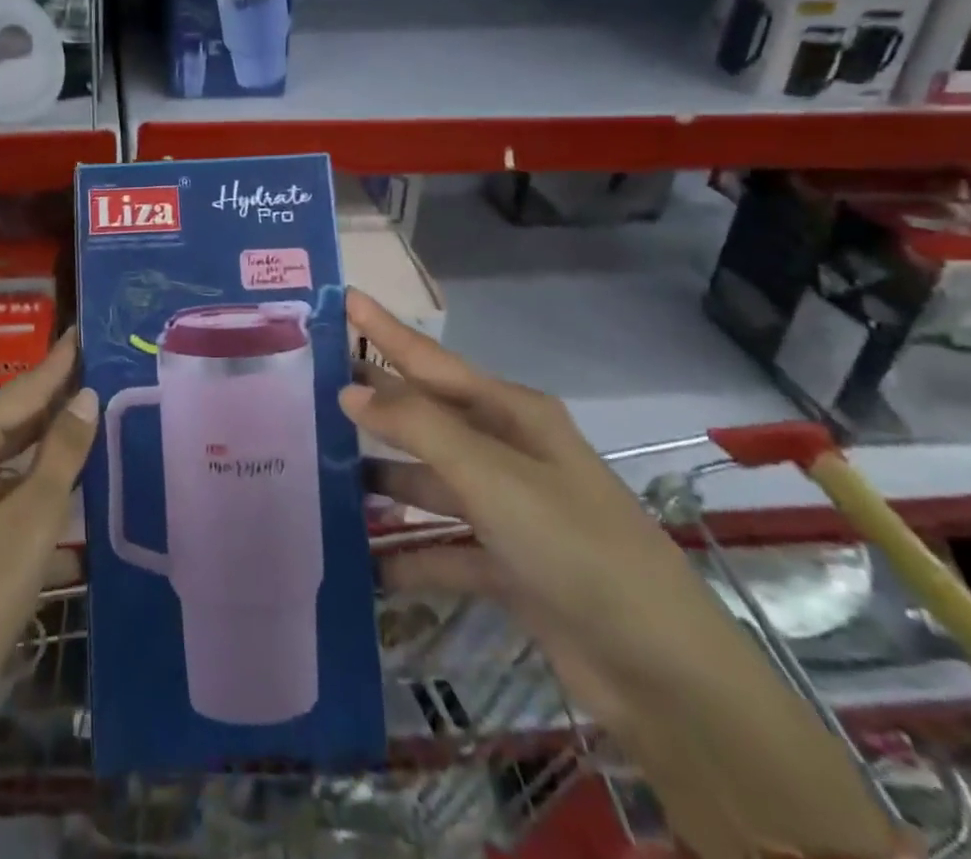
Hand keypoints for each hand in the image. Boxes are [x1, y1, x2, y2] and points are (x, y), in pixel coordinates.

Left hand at [0, 334, 95, 748]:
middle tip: (91, 378)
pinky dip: (14, 481)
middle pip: (4, 420)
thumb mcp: (32, 523)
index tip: (79, 332)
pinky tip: (43, 488)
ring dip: (34, 447)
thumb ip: (61, 454)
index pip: (21, 391)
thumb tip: (84, 396)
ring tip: (78, 426)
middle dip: (48, 404)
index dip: (56, 364)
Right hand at [342, 292, 907, 858]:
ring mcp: (506, 509)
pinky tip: (361, 562)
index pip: (430, 359)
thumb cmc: (573, 546)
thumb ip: (417, 427)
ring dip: (382, 480)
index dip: (384, 328)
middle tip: (309, 383)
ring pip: (428, 481)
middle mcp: (506, 451)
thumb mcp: (491, 475)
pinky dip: (407, 555)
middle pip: (424, 416)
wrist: (661, 673)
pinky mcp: (506, 564)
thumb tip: (350, 390)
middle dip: (373, 402)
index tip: (343, 296)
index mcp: (511, 414)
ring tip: (321, 473)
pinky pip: (441, 548)